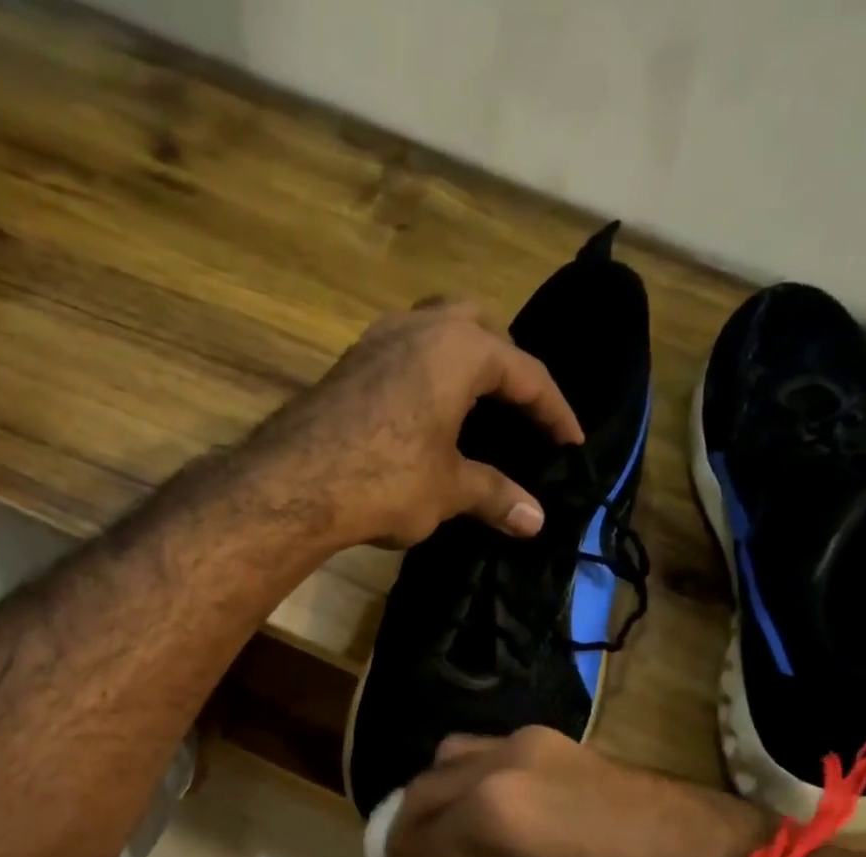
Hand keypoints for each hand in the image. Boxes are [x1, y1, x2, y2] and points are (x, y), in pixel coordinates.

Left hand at [260, 300, 584, 547]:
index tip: (571, 442)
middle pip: (482, 331)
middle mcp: (421, 326)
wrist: (293, 485)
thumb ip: (495, 496)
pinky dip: (426, 377)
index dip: (554, 412)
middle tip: (519, 410)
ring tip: (474, 408)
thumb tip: (536, 521)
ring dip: (463, 365)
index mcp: (461, 348)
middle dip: (508, 369)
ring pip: (437, 334)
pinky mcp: (348, 364)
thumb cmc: (386, 480)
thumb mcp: (449, 490)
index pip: (527, 374)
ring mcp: (378, 340)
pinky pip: (404, 356)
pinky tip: (424, 415)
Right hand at [387, 728, 775, 856]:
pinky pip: (495, 755)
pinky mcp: (564, 744)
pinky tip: (493, 819)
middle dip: (409, 836)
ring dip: (440, 799)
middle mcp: (502, 763)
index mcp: (490, 811)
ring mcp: (534, 744)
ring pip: (456, 758)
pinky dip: (476, 784)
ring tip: (450, 841)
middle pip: (425, 790)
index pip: (421, 843)